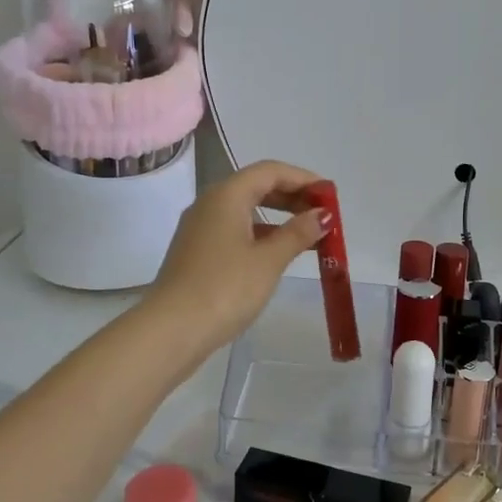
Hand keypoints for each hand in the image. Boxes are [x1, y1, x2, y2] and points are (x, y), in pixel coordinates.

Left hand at [146, 160, 329, 357]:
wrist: (171, 330)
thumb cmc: (224, 288)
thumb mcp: (268, 260)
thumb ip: (298, 233)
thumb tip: (322, 215)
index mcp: (226, 195)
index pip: (270, 171)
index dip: (303, 178)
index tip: (330, 195)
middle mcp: (210, 204)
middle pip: (257, 187)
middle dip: (292, 197)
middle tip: (323, 215)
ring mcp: (200, 228)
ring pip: (246, 210)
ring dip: (279, 218)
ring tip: (309, 237)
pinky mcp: (197, 252)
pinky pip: (235, 230)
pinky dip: (261, 234)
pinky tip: (279, 254)